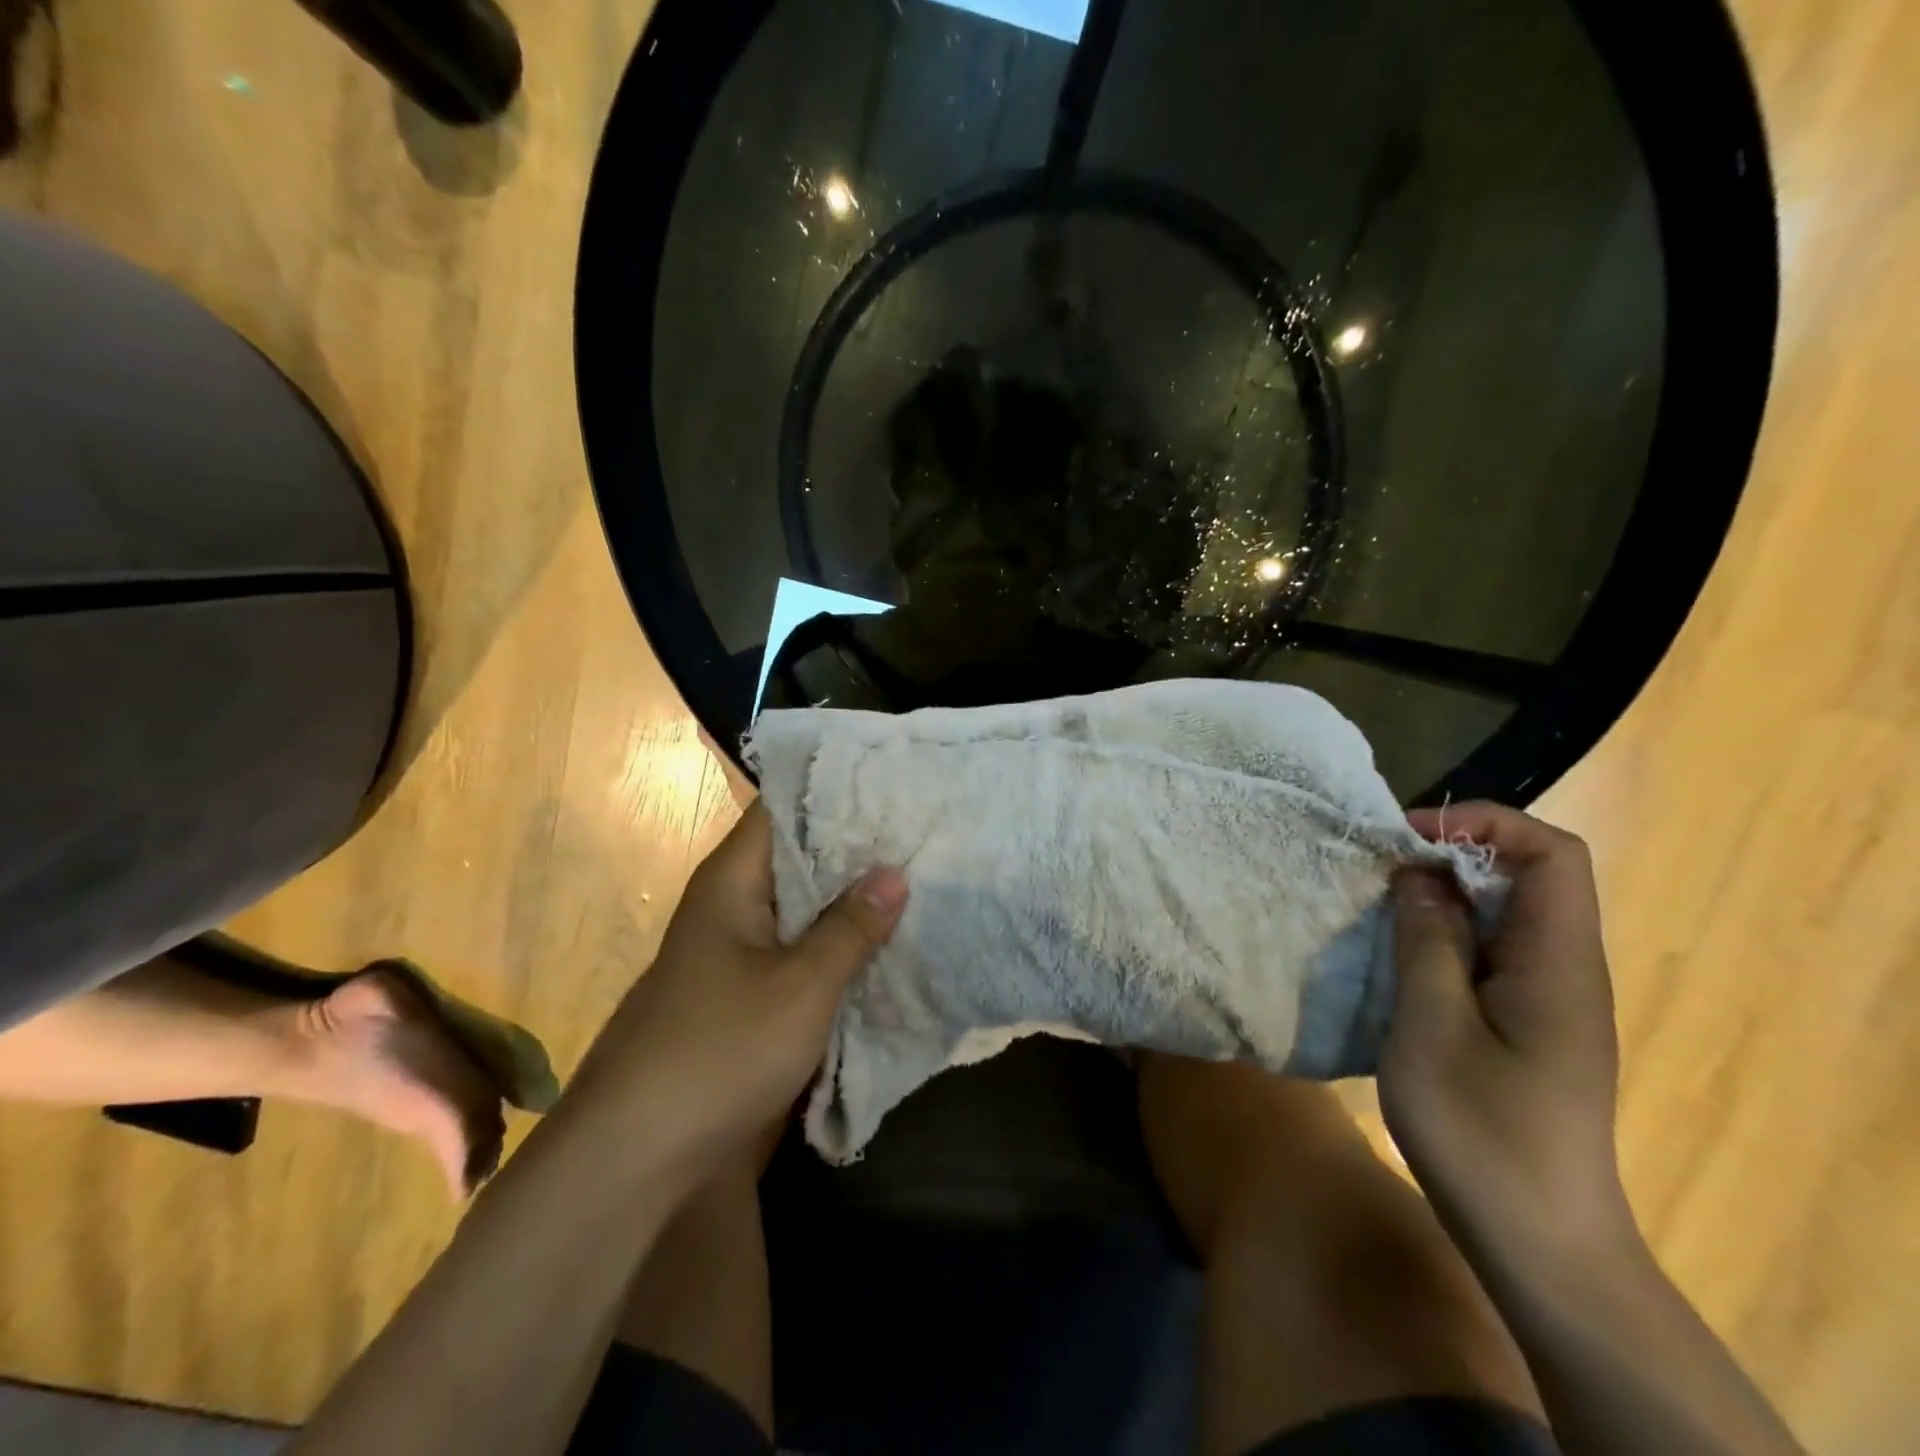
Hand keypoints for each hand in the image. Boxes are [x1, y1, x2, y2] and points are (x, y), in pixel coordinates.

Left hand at [575, 803, 906, 1171]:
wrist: (638, 1155)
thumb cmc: (721, 1049)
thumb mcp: (802, 985)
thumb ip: (850, 927)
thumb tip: (893, 872)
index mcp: (732, 880)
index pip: (782, 808)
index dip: (834, 791)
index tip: (891, 786)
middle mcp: (730, 903)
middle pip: (797, 856)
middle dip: (854, 847)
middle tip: (920, 830)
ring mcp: (736, 949)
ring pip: (801, 905)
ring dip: (848, 899)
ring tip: (916, 875)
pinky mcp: (744, 991)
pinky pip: (797, 948)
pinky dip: (834, 942)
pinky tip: (882, 941)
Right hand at [1379, 802, 1631, 1259]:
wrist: (1541, 1243)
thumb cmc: (1483, 1133)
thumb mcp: (1434, 1028)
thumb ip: (1428, 941)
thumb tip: (1419, 874)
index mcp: (1558, 963)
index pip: (1551, 854)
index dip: (1484, 823)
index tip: (1409, 837)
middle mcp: (1565, 969)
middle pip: (1527, 876)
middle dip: (1451, 855)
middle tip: (1380, 870)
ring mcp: (1548, 999)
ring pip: (1503, 914)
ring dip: (1442, 896)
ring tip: (1379, 906)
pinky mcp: (1527, 1024)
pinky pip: (1490, 952)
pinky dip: (1444, 935)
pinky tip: (1399, 957)